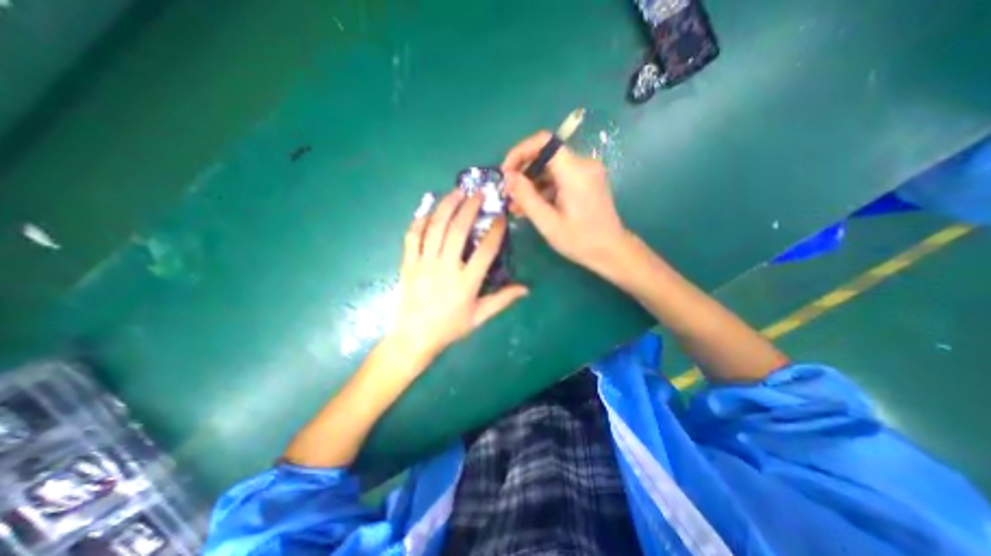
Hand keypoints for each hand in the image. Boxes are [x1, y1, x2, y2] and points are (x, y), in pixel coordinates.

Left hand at [386, 189, 528, 361]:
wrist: (414, 337)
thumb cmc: (450, 328)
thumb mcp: (479, 317)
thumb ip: (502, 300)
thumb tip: (526, 289)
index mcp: (466, 283)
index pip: (485, 250)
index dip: (495, 231)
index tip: (501, 217)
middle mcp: (445, 268)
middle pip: (458, 230)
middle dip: (469, 207)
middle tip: (478, 193)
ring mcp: (424, 263)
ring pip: (435, 227)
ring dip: (447, 206)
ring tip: (457, 191)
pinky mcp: (408, 263)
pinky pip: (412, 236)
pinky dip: (420, 220)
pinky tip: (429, 208)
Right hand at [499, 130, 630, 278]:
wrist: (611, 251)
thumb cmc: (580, 240)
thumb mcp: (547, 222)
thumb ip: (526, 197)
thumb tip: (508, 177)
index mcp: (575, 172)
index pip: (544, 142)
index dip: (520, 151)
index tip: (506, 172)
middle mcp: (583, 165)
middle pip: (546, 156)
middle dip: (523, 173)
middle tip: (508, 194)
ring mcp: (586, 173)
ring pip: (551, 169)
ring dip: (531, 184)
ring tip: (516, 206)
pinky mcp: (586, 181)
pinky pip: (559, 178)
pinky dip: (544, 189)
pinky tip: (532, 207)